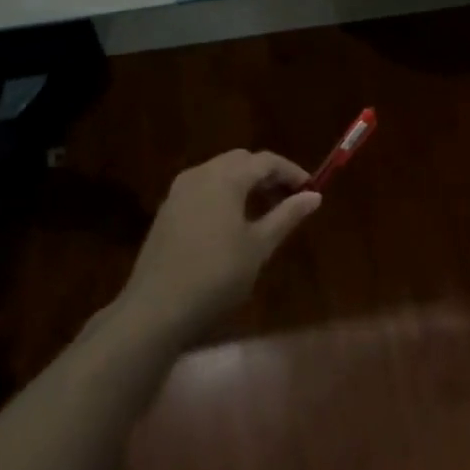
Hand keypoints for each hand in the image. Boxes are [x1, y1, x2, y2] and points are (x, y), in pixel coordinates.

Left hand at [121, 150, 320, 338]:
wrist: (155, 309)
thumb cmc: (216, 275)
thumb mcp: (258, 247)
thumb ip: (286, 216)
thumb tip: (314, 196)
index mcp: (226, 177)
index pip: (266, 161)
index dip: (292, 172)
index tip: (310, 190)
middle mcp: (200, 174)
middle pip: (241, 160)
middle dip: (267, 175)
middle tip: (288, 199)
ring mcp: (179, 191)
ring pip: (220, 172)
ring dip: (244, 183)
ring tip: (263, 211)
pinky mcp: (167, 210)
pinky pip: (203, 188)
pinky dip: (223, 193)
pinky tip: (231, 222)